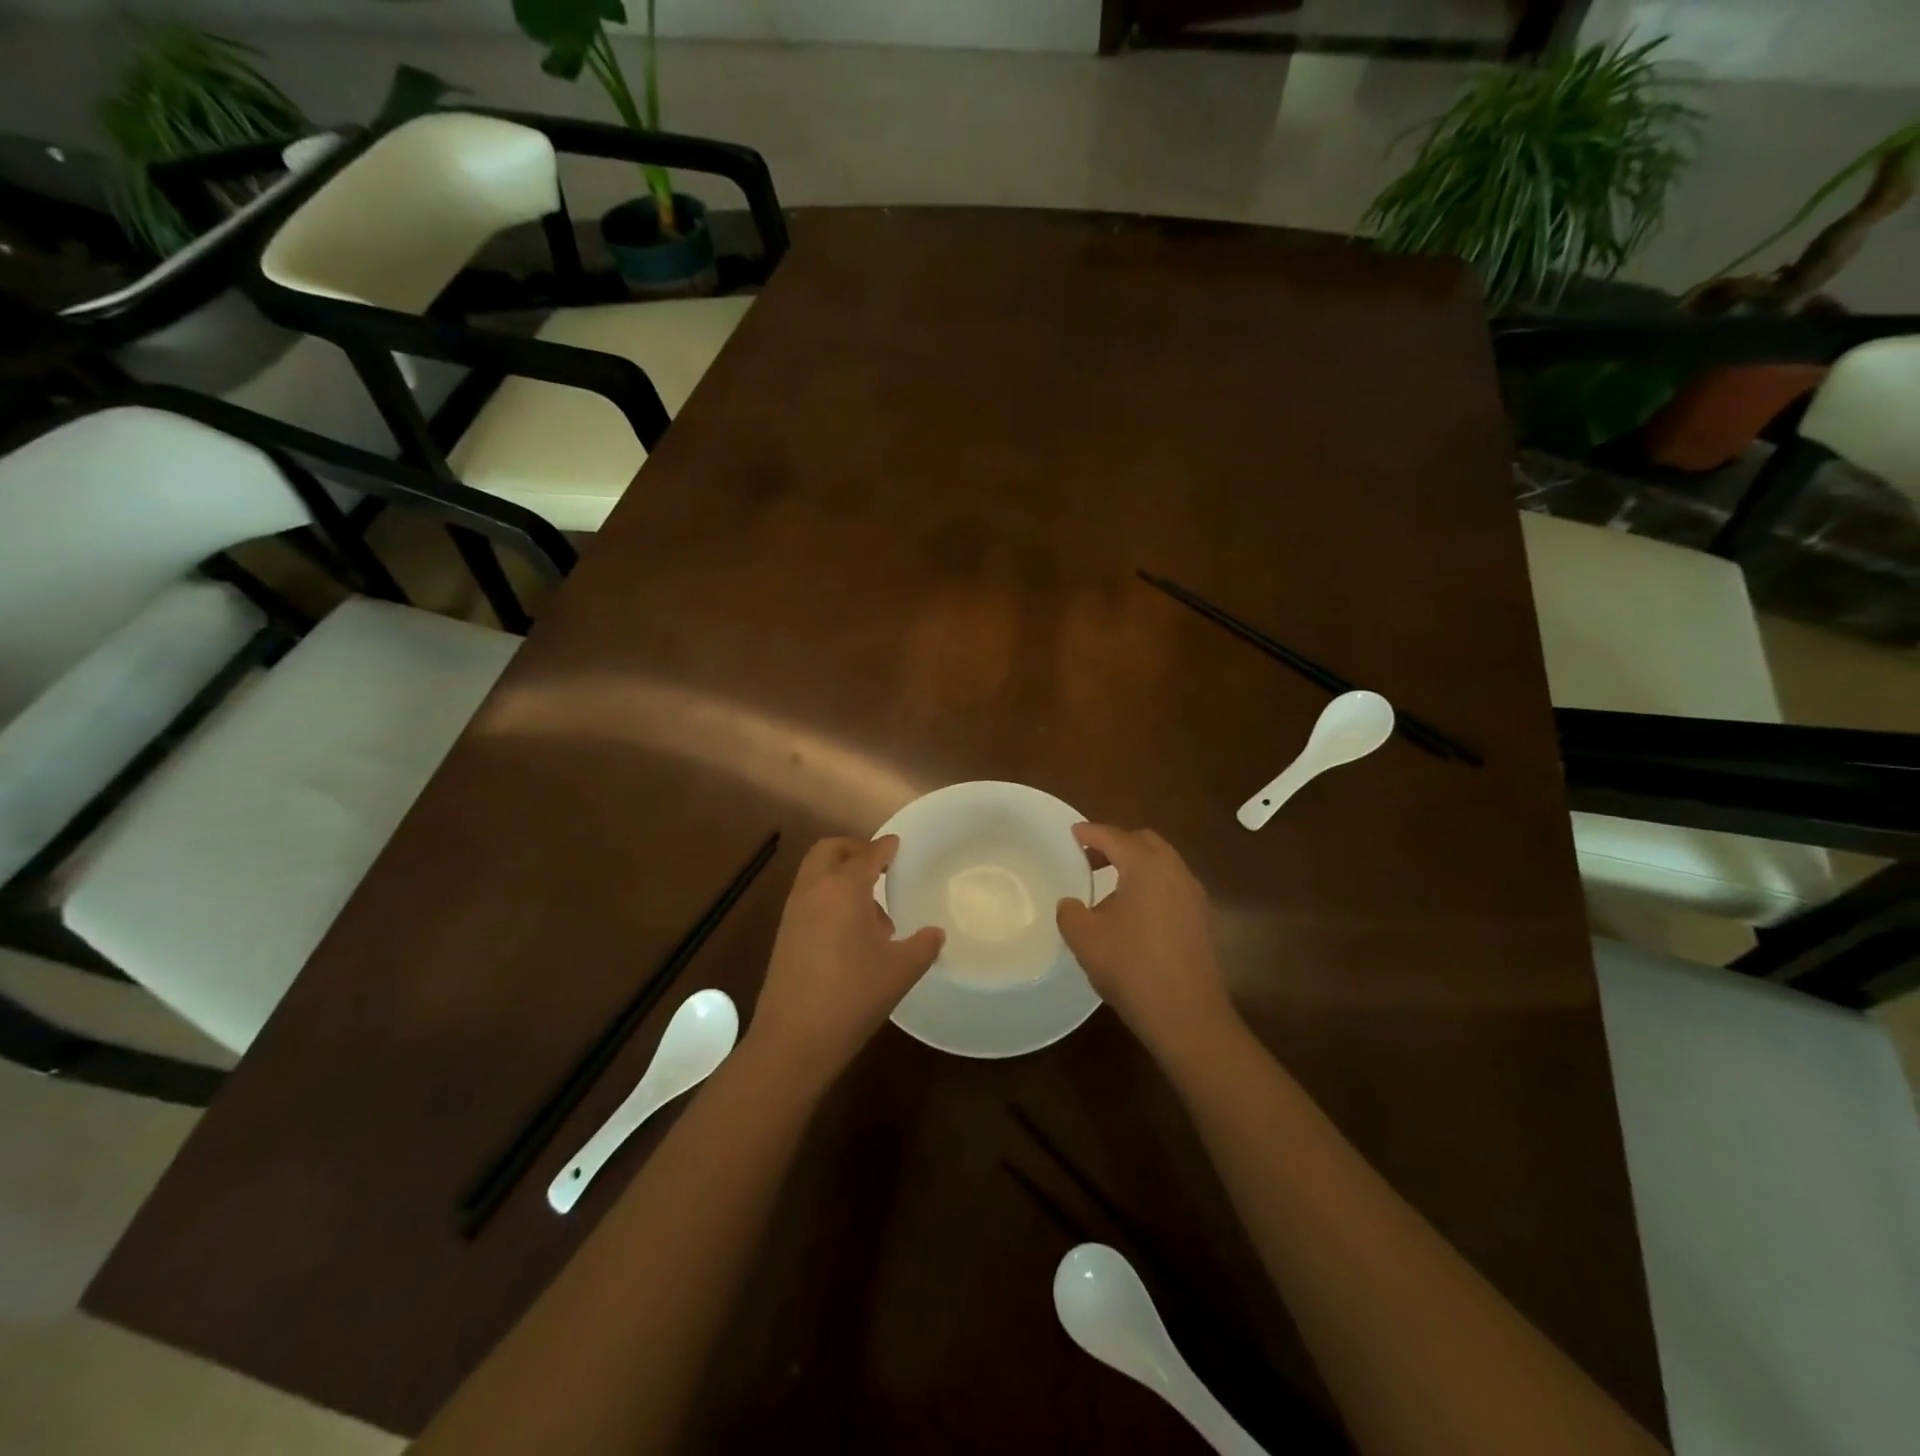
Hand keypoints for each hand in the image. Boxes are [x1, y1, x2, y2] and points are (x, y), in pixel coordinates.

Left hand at [747, 836, 943, 1082]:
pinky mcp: (784, 935)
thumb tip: (934, 934)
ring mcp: (794, 913)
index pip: (867, 854)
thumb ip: (923, 946)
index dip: (884, 847)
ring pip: (816, 874)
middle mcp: (814, 891)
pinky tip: (851, 935)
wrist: (793, 1039)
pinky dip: (828, 898)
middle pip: (829, 851)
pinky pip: (809, 899)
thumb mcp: (901, 971)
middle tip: (879, 866)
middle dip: (854, 850)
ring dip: (841, 876)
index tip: (897, 844)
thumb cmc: (853, 996)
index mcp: (844, 888)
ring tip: (873, 912)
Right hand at [1057, 824, 1235, 1059]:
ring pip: (1163, 864)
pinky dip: (1151, 885)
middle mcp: (1175, 873)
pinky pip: (1172, 886)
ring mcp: (1194, 897)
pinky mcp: (1202, 920)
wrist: (1187, 1016)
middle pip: (1145, 842)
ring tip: (1108, 888)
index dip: (1091, 832)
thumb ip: (1070, 913)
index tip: (1073, 833)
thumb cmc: (1132, 968)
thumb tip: (1071, 904)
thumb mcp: (1085, 939)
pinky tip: (1133, 914)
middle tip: (1090, 857)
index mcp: (1146, 868)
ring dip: (1136, 865)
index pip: (1115, 837)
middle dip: (1117, 843)